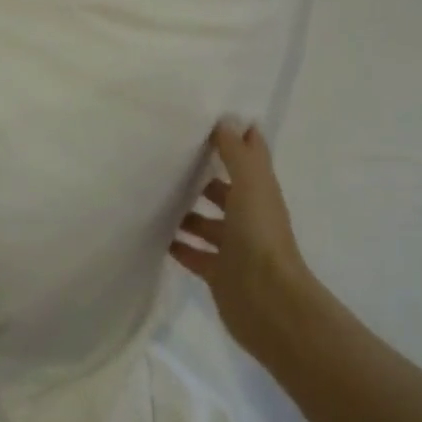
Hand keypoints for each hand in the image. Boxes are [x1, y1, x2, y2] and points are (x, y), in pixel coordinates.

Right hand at [171, 121, 317, 357]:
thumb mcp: (250, 184)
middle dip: (203, 176)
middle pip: (224, 189)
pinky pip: (194, 253)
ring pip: (207, 222)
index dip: (234, 138)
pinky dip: (179, 245)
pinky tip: (155, 235)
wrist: (267, 302)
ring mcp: (234, 246)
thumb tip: (227, 119)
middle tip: (167, 159)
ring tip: (154, 195)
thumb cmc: (260, 236)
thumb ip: (237, 153)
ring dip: (187, 211)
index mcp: (260, 191)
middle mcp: (249, 216)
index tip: (207, 119)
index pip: (249, 156)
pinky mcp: (218, 272)